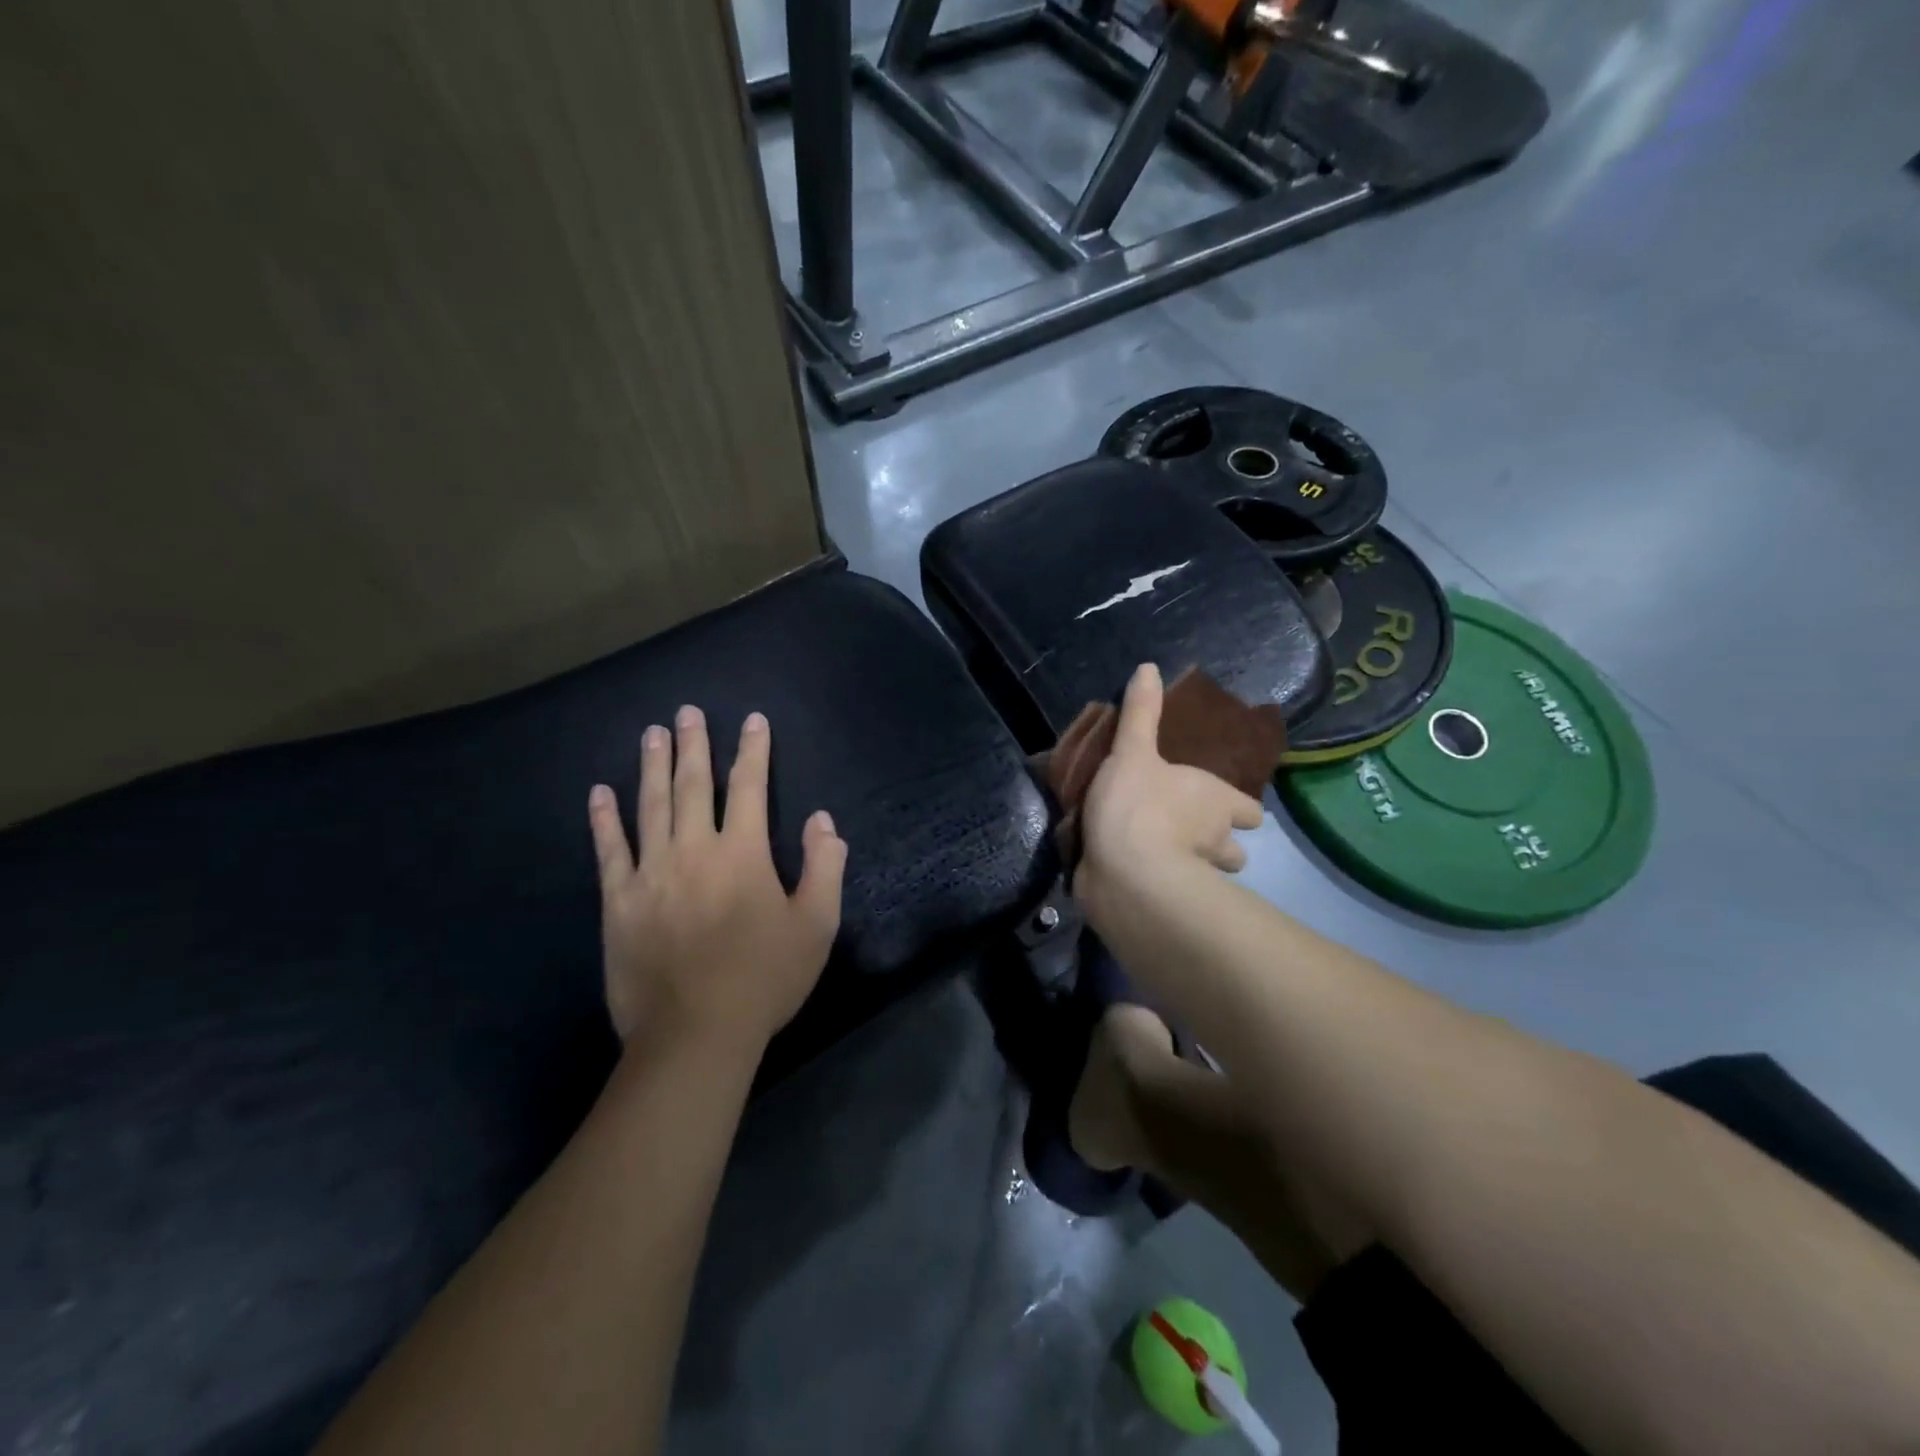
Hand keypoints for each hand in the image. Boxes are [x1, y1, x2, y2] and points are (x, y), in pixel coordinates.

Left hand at [587, 705, 845, 1057]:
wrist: (695, 1033)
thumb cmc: (764, 978)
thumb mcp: (816, 925)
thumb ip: (824, 867)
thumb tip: (822, 820)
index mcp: (743, 854)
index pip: (750, 788)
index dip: (753, 751)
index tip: (753, 720)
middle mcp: (695, 850)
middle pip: (694, 785)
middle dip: (695, 745)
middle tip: (688, 712)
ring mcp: (651, 873)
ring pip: (651, 806)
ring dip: (653, 767)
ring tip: (652, 734)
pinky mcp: (619, 901)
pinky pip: (609, 850)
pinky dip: (604, 819)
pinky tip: (599, 793)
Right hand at [1076, 663, 1263, 919]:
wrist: (1125, 874)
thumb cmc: (1138, 804)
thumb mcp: (1133, 750)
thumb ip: (1140, 713)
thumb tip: (1149, 666)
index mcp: (1217, 802)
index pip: (1250, 811)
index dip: (1240, 810)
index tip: (1225, 808)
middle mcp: (1217, 841)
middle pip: (1235, 850)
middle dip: (1221, 845)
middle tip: (1192, 834)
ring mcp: (1196, 878)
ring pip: (1210, 876)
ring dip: (1195, 868)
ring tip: (1163, 855)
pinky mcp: (1166, 905)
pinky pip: (1170, 894)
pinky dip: (1160, 886)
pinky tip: (1136, 876)